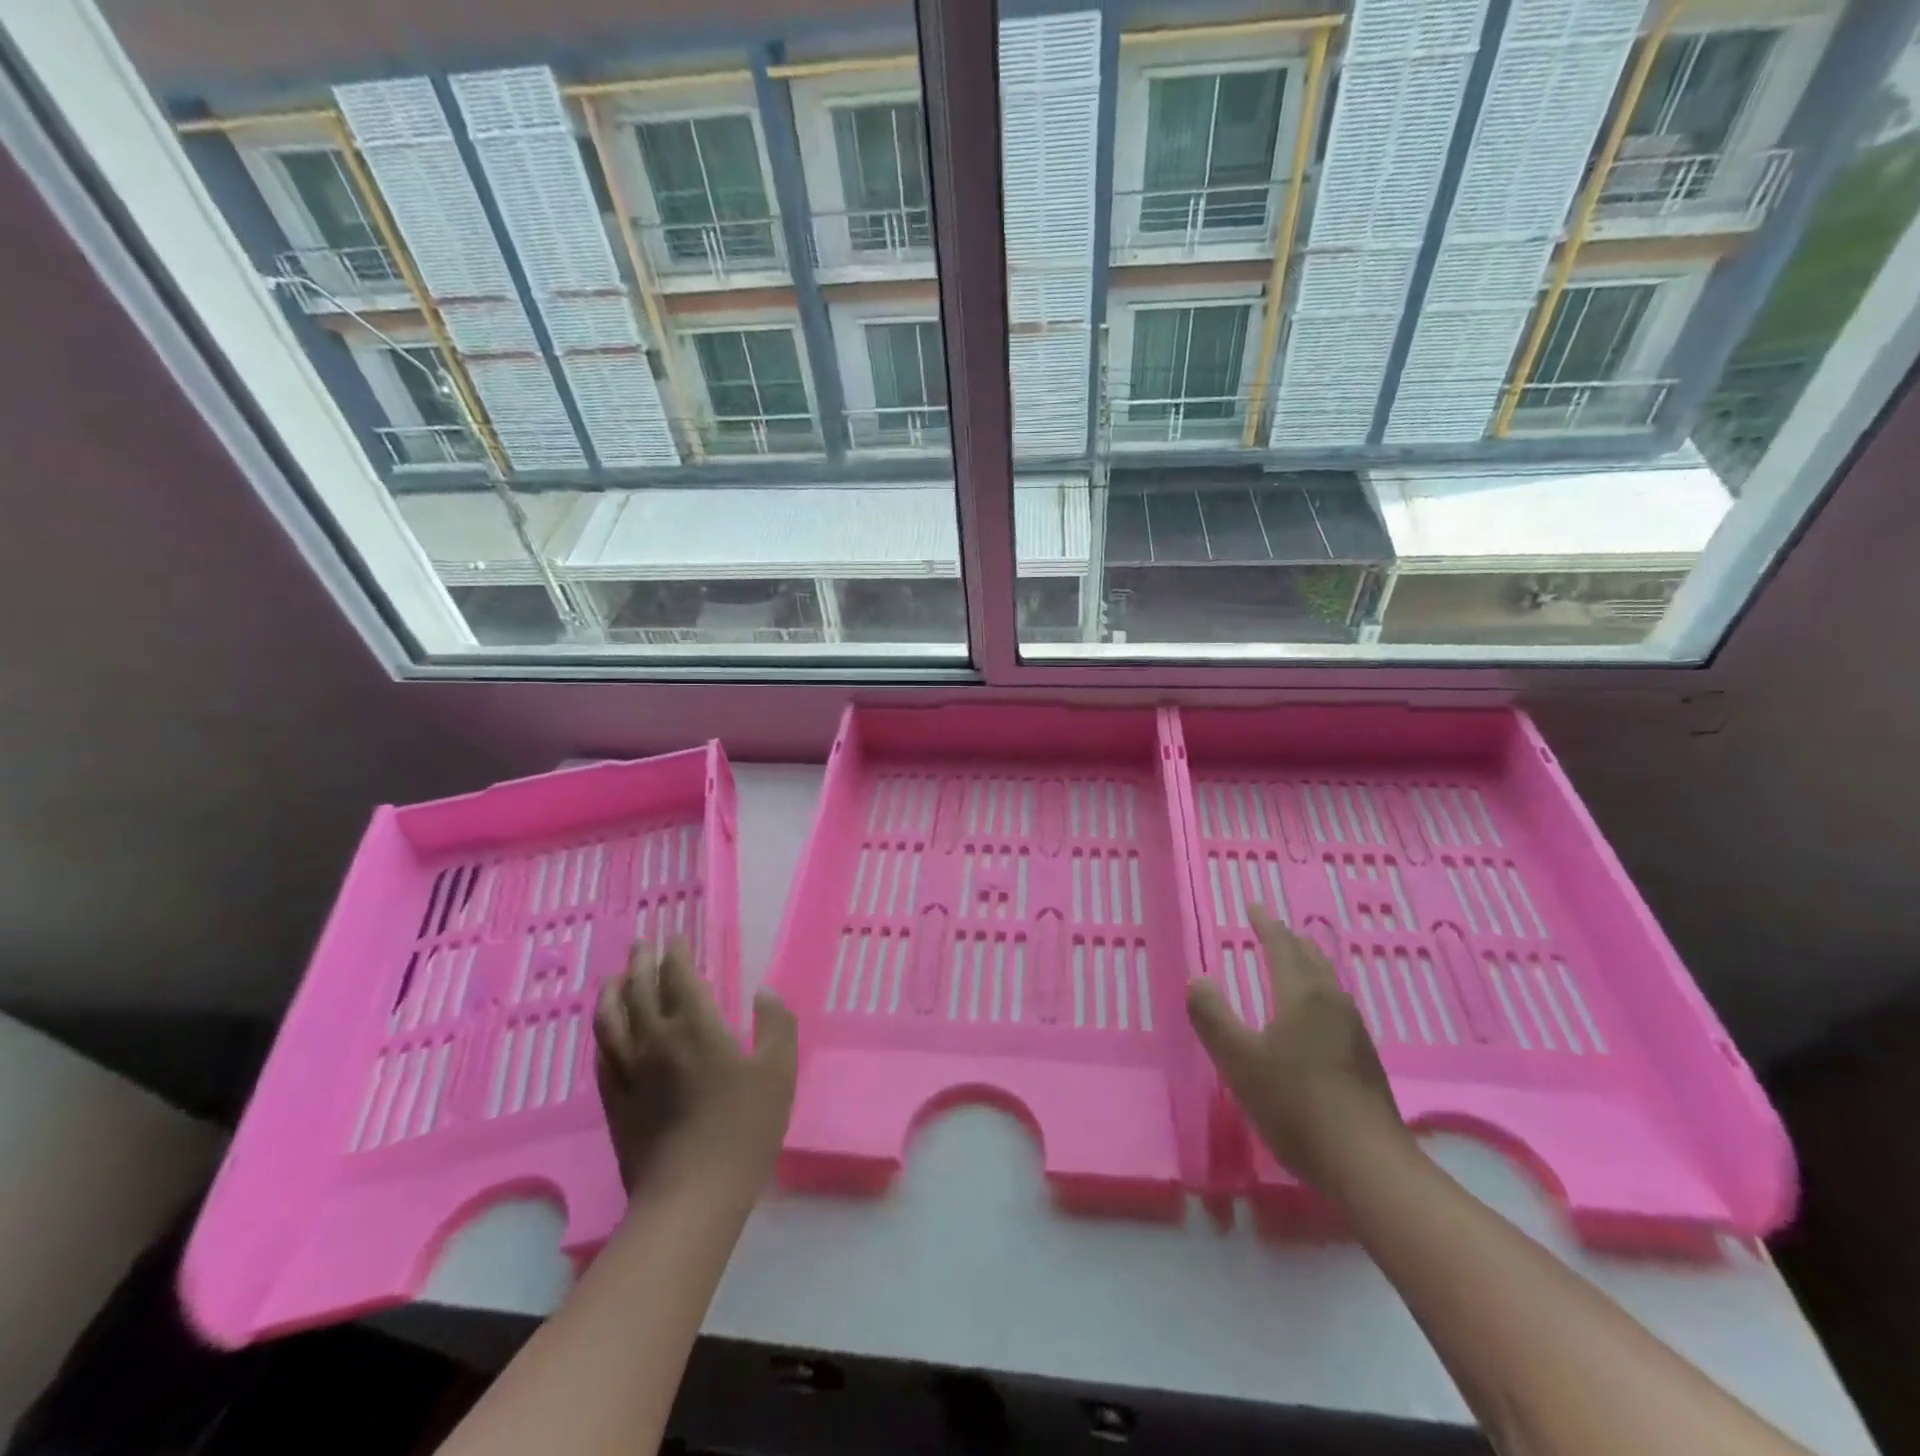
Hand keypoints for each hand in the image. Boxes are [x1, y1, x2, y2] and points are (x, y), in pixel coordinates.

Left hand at [593, 938, 797, 1195]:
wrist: (692, 1196)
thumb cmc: (743, 1128)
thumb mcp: (779, 1071)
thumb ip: (776, 1025)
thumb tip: (764, 992)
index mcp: (695, 1028)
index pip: (679, 977)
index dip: (676, 954)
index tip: (677, 938)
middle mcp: (655, 1041)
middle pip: (639, 991)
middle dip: (640, 963)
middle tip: (642, 945)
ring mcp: (629, 1073)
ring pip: (611, 1021)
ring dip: (611, 993)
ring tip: (612, 978)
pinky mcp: (615, 1104)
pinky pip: (602, 1058)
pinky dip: (602, 1036)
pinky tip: (605, 1033)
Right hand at [1186, 905, 1409, 1189]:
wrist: (1368, 1165)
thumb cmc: (1295, 1104)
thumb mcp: (1238, 1060)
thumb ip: (1212, 1016)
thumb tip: (1197, 979)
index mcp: (1302, 995)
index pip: (1282, 946)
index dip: (1265, 925)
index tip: (1253, 907)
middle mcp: (1332, 1003)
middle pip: (1310, 958)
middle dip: (1288, 940)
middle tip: (1271, 929)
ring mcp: (1353, 1031)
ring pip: (1327, 982)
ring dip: (1306, 965)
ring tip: (1291, 963)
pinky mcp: (1364, 1059)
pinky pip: (1334, 1006)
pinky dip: (1316, 992)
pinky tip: (1313, 1016)